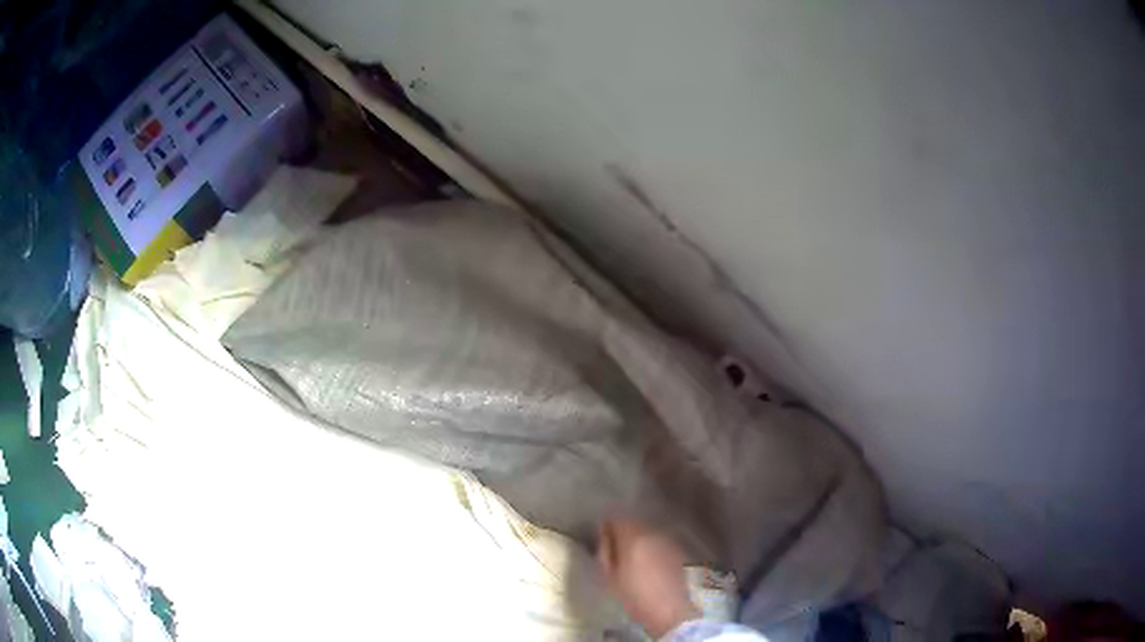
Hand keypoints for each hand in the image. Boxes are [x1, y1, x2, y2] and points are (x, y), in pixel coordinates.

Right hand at [598, 517, 700, 637]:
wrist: (674, 611)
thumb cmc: (637, 598)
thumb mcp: (611, 579)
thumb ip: (606, 553)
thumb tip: (605, 537)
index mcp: (633, 538)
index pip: (617, 519)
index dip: (607, 526)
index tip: (602, 536)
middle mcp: (653, 533)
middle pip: (634, 523)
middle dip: (624, 531)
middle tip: (615, 547)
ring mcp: (669, 541)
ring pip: (649, 532)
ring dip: (639, 538)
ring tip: (632, 556)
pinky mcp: (679, 551)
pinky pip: (660, 541)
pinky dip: (652, 546)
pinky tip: (649, 562)